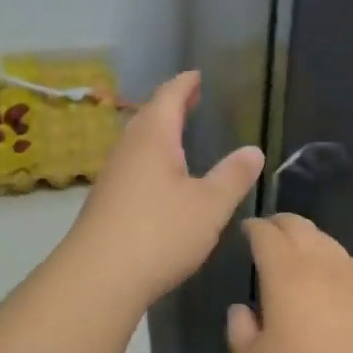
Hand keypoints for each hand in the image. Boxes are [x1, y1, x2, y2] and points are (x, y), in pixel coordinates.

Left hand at [67, 71, 263, 303]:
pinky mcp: (106, 201)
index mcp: (153, 138)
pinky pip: (132, 165)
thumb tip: (253, 150)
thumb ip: (233, 176)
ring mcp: (113, 175)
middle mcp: (128, 149)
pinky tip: (160, 178)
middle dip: (171, 105)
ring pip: (138, 142)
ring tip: (178, 134)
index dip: (184, 84)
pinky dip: (150, 158)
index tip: (196, 75)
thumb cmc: (160, 232)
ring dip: (159, 132)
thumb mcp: (210, 205)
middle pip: (149, 116)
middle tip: (191, 99)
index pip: (169, 97)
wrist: (99, 277)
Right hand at [226, 214, 352, 352]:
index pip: (265, 234)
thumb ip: (239, 331)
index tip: (245, 231)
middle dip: (278, 223)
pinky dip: (328, 255)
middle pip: (297, 225)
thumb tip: (241, 309)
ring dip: (305, 237)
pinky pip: (344, 257)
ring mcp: (350, 271)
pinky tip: (326, 275)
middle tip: (267, 233)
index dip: (252, 227)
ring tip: (296, 252)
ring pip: (324, 238)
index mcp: (284, 272)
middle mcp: (318, 261)